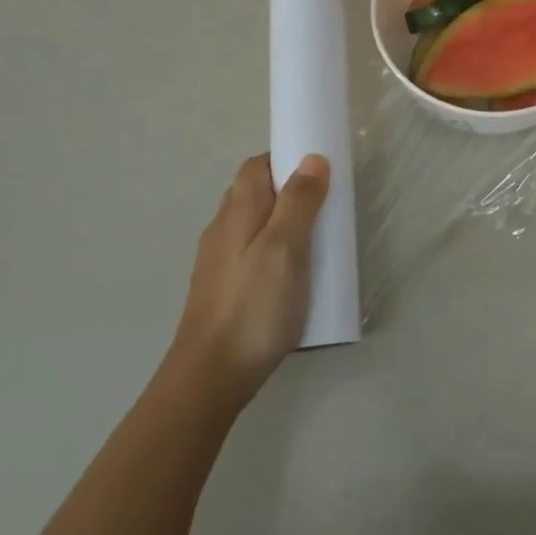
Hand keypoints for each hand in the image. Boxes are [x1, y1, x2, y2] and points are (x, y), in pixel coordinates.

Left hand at [175, 153, 330, 406]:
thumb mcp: (285, 249)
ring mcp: (219, 261)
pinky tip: (292, 273)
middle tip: (325, 205)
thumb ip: (299, 203)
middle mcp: (222, 229)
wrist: (210, 376)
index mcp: (236, 212)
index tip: (320, 170)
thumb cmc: (253, 307)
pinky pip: (252, 252)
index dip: (286, 159)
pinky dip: (274, 248)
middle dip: (289, 190)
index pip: (256, 166)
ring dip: (282, 220)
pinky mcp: (224, 288)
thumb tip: (313, 158)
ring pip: (253, 224)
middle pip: (253, 192)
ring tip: (315, 239)